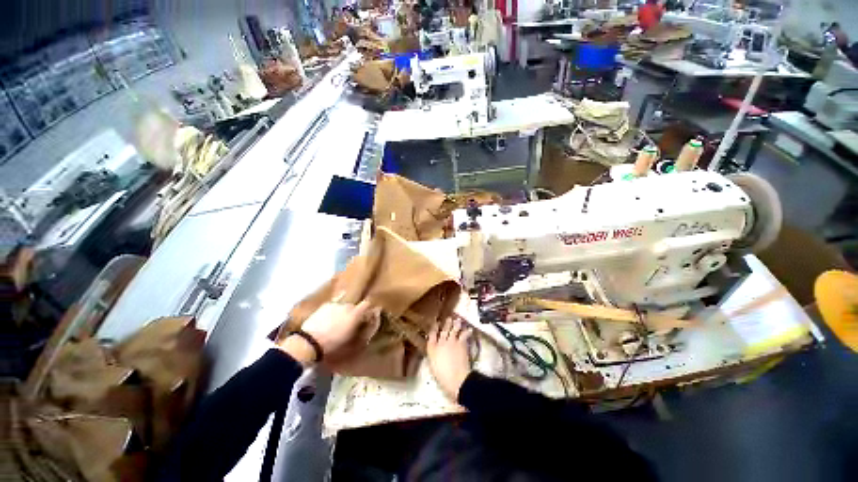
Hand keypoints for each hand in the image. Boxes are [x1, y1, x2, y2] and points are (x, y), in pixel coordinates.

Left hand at [280, 300, 379, 366]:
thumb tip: (367, 325)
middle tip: (353, 321)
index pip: (367, 304)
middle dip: (356, 311)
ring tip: (340, 319)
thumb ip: (362, 331)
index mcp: (356, 314)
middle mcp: (347, 306)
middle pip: (356, 305)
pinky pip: (334, 303)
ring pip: (345, 304)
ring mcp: (336, 304)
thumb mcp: (352, 342)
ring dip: (345, 310)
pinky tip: (333, 313)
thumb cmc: (333, 345)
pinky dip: (336, 307)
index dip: (369, 309)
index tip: (368, 315)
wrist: (310, 342)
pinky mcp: (325, 305)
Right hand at [427, 316, 472, 400]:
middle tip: (449, 318)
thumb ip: (434, 355)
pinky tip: (469, 329)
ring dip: (456, 324)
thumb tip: (435, 349)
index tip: (436, 322)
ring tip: (458, 320)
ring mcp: (451, 341)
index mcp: (432, 348)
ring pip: (453, 330)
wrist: (455, 378)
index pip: (431, 334)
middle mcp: (441, 342)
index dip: (434, 327)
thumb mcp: (433, 365)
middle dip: (446, 324)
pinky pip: (464, 335)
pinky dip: (467, 331)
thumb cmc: (442, 376)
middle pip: (443, 330)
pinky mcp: (461, 343)